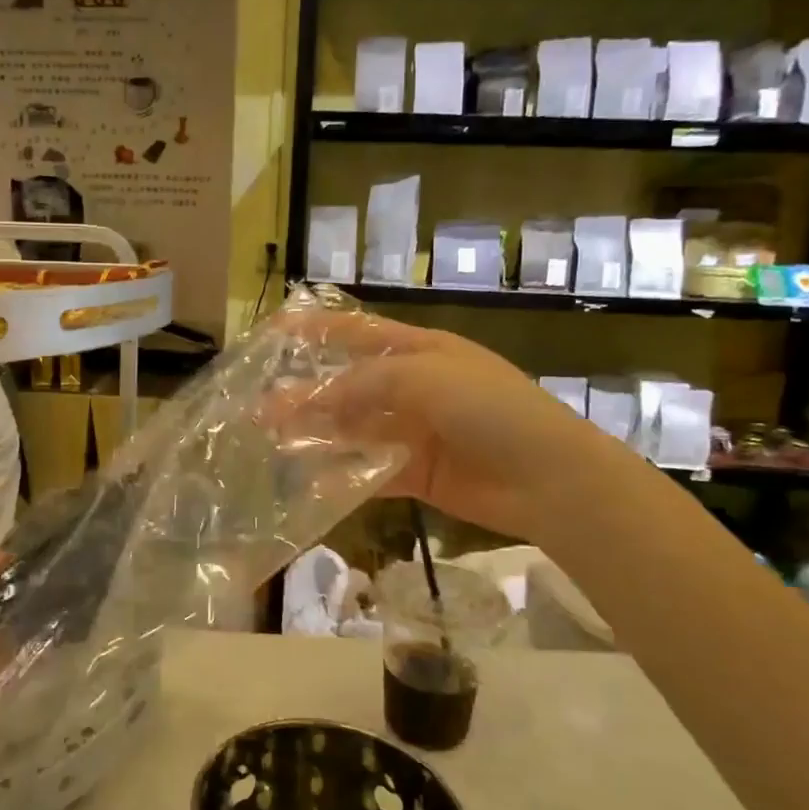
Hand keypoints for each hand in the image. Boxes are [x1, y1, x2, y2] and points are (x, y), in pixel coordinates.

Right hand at [289, 310, 580, 538]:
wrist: (547, 478)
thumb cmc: (490, 409)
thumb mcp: (426, 378)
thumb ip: (366, 384)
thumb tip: (314, 398)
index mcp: (421, 351)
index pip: (360, 333)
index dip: (319, 331)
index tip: (276, 334)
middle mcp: (414, 388)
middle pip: (349, 386)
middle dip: (307, 394)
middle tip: (260, 406)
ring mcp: (415, 432)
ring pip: (354, 429)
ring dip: (317, 433)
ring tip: (273, 440)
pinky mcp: (417, 473)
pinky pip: (371, 469)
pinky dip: (342, 473)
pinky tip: (311, 478)